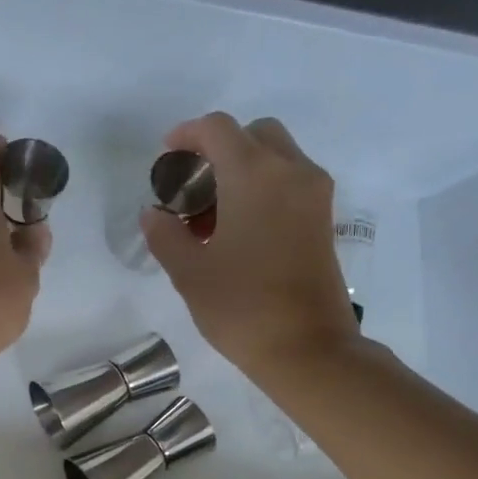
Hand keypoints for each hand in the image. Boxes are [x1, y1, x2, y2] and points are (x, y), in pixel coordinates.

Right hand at [141, 113, 359, 378]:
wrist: (309, 349)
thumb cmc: (242, 308)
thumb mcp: (189, 273)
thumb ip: (165, 235)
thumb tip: (153, 214)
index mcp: (255, 175)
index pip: (218, 129)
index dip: (187, 134)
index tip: (167, 157)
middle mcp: (291, 171)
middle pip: (254, 134)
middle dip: (219, 149)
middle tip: (193, 185)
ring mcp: (314, 195)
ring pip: (277, 157)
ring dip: (243, 169)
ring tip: (212, 213)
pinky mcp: (324, 219)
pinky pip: (291, 182)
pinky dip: (264, 187)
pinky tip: (240, 228)